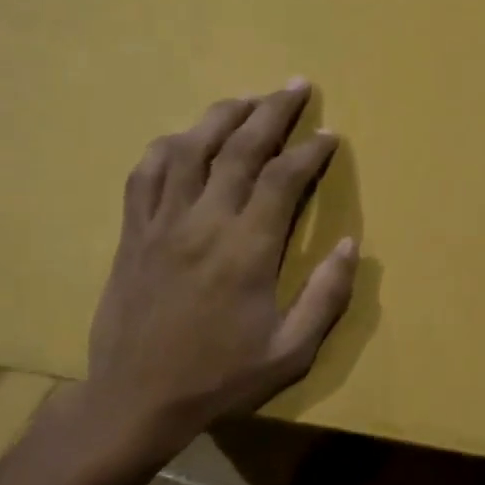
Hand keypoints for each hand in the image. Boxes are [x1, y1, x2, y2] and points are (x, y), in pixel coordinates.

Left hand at [79, 81, 356, 471]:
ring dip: (221, 116)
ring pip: (190, 149)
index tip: (328, 136)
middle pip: (238, 148)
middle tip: (295, 85)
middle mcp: (204, 222)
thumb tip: (352, 245)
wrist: (136, 400)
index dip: (309, 151)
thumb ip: (326, 297)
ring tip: (247, 99)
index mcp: (246, 249)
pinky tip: (184, 138)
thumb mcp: (290, 352)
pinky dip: (168, 147)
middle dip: (272, 111)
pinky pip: (146, 174)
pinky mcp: (132, 233)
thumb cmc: (220, 378)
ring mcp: (161, 223)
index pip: (282, 179)